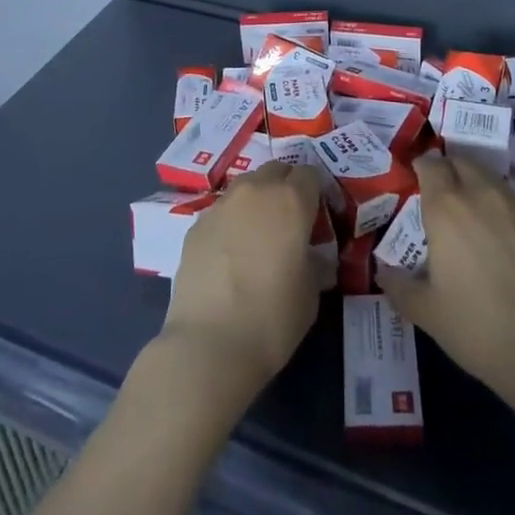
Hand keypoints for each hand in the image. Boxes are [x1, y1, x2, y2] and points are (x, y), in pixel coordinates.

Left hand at [160, 162, 323, 404]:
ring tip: (258, 235)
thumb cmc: (273, 318)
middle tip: (290, 220)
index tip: (319, 215)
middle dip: (286, 186)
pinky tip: (230, 255)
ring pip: (245, 187)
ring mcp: (221, 205)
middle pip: (276, 170)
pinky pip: (221, 212)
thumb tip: (312, 257)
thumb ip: (314, 262)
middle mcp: (255, 191)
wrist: (209, 344)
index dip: (317, 191)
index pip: (310, 174)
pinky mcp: (195, 225)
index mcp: (291, 200)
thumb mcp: (311, 293)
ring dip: (256, 200)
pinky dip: (231, 222)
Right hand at [379, 152, 514, 410]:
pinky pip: (508, 198)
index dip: (421, 167)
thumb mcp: (425, 311)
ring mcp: (512, 207)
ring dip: (472, 180)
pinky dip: (495, 201)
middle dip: (447, 168)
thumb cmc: (475, 325)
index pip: (430, 166)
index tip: (414, 178)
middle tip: (438, 190)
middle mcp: (479, 195)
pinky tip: (493, 229)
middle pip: (461, 162)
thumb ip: (399, 286)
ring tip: (465, 205)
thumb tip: (382, 272)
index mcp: (445, 208)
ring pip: (487, 176)